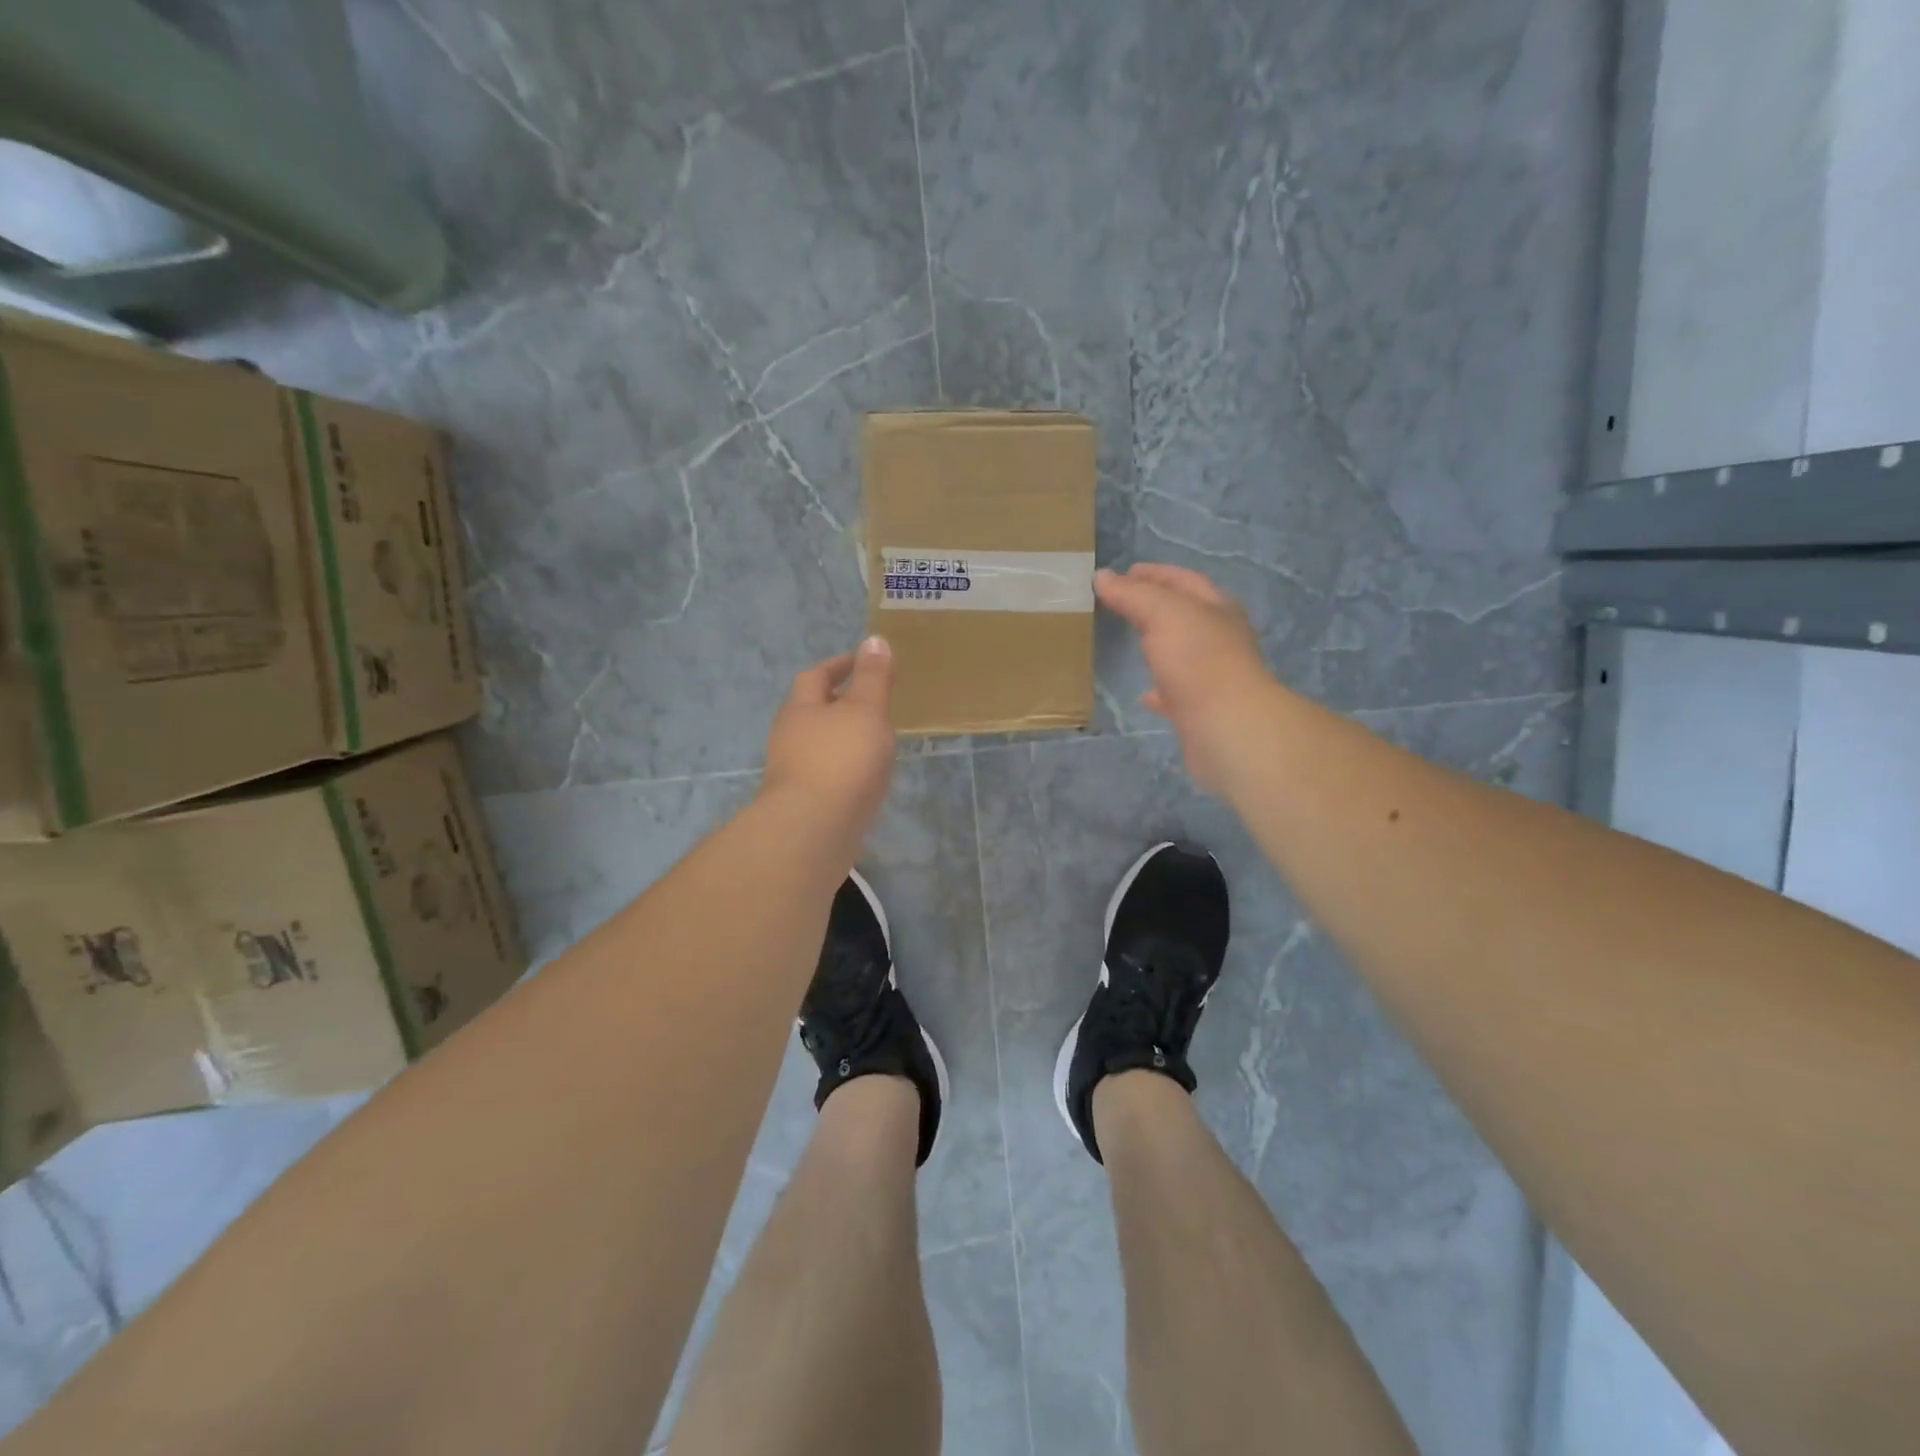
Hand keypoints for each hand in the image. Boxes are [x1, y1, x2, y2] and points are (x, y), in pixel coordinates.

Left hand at [761, 636, 896, 840]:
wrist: (813, 830)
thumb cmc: (841, 760)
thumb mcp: (865, 710)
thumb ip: (872, 677)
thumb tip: (874, 639)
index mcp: (800, 708)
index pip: (816, 675)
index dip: (839, 665)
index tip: (864, 661)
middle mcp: (790, 737)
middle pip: (813, 710)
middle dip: (840, 703)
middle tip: (873, 701)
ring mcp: (793, 772)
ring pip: (820, 745)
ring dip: (843, 738)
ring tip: (875, 740)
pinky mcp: (803, 803)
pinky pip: (827, 775)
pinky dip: (846, 768)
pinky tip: (866, 778)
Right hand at [1095, 564, 1272, 789]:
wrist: (1227, 726)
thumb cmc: (1198, 659)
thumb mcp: (1163, 613)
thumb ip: (1133, 594)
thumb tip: (1102, 576)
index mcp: (1216, 608)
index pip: (1184, 580)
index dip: (1155, 573)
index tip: (1124, 572)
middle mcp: (1219, 638)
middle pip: (1186, 615)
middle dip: (1156, 607)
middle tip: (1122, 603)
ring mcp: (1212, 675)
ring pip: (1182, 653)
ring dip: (1159, 645)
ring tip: (1131, 642)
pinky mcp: (1201, 709)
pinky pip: (1175, 693)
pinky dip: (1158, 690)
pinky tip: (1143, 695)